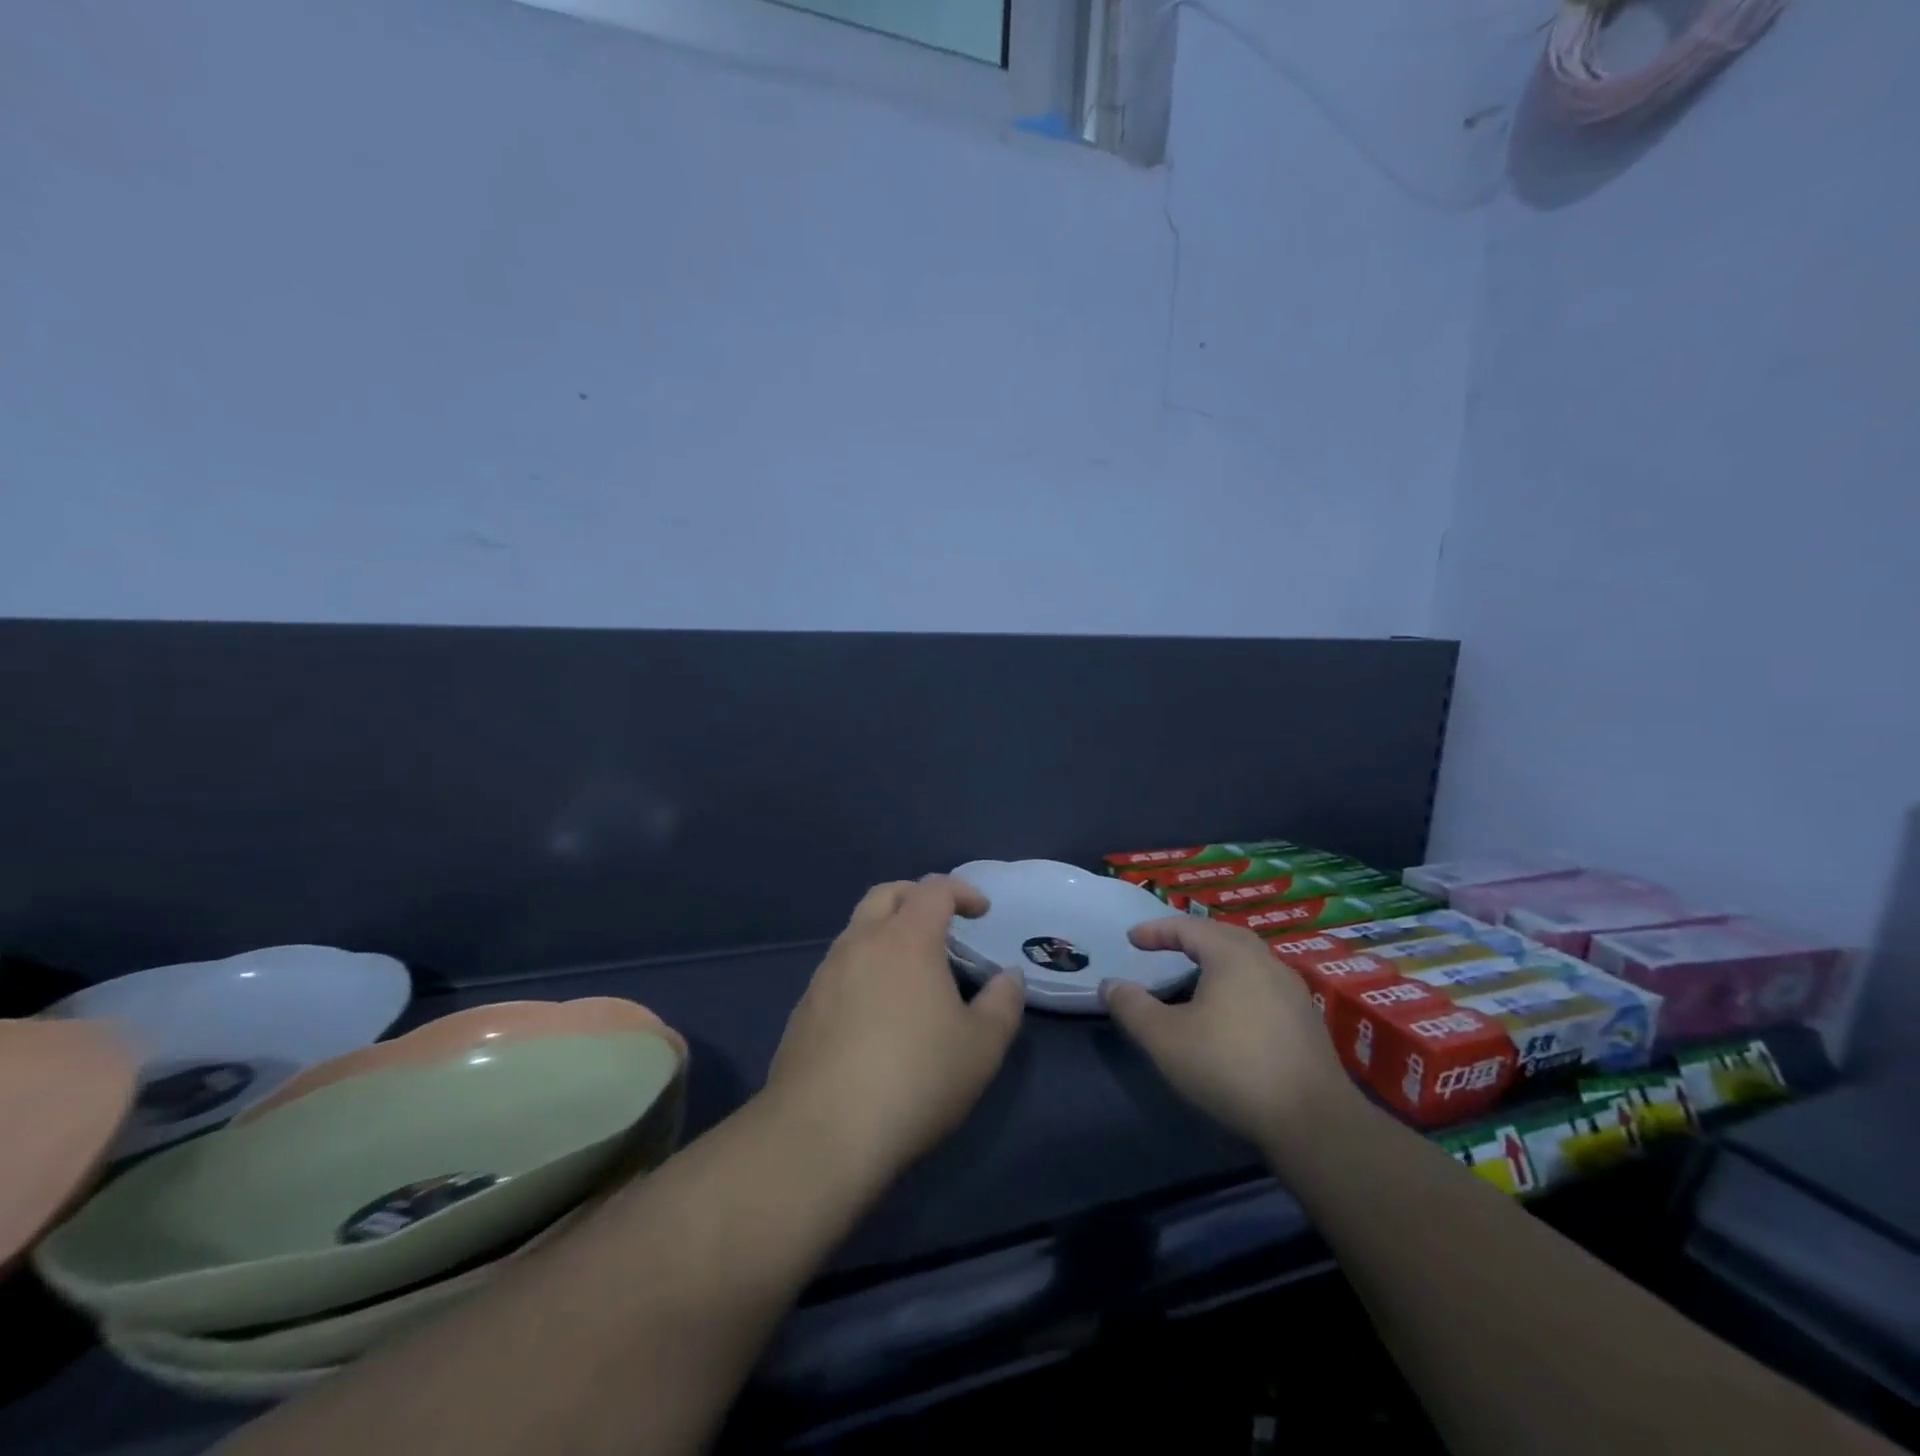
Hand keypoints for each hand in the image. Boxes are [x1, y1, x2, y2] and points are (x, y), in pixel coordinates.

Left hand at [765, 877, 1024, 1178]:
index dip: (962, 891)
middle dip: (917, 896)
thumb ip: (1003, 1004)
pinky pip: (838, 968)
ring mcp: (825, 974)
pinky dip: (863, 968)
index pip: (934, 889)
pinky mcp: (803, 1008)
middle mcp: (861, 943)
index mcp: (906, 939)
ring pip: (857, 930)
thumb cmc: (915, 1078)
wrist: (823, 1132)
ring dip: (886, 933)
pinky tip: (875, 1011)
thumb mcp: (981, 1047)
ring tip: (911, 971)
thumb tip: (1008, 977)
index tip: (981, 912)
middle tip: (941, 922)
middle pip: (886, 894)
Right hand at [1103, 916, 1353, 1149]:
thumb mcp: (1165, 1039)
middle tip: (1165, 946)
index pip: (1188, 927)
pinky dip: (1238, 983)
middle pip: (1223, 935)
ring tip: (1195, 974)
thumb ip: (1132, 1007)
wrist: (1313, 1122)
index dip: (1156, 930)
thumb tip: (1109, 985)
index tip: (1132, 940)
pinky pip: (1263, 984)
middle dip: (1191, 937)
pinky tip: (1230, 1010)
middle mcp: (1266, 963)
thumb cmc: (1230, 1067)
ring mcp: (1293, 991)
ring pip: (1248, 960)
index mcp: (1232, 956)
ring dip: (1217, 960)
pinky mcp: (1307, 1021)